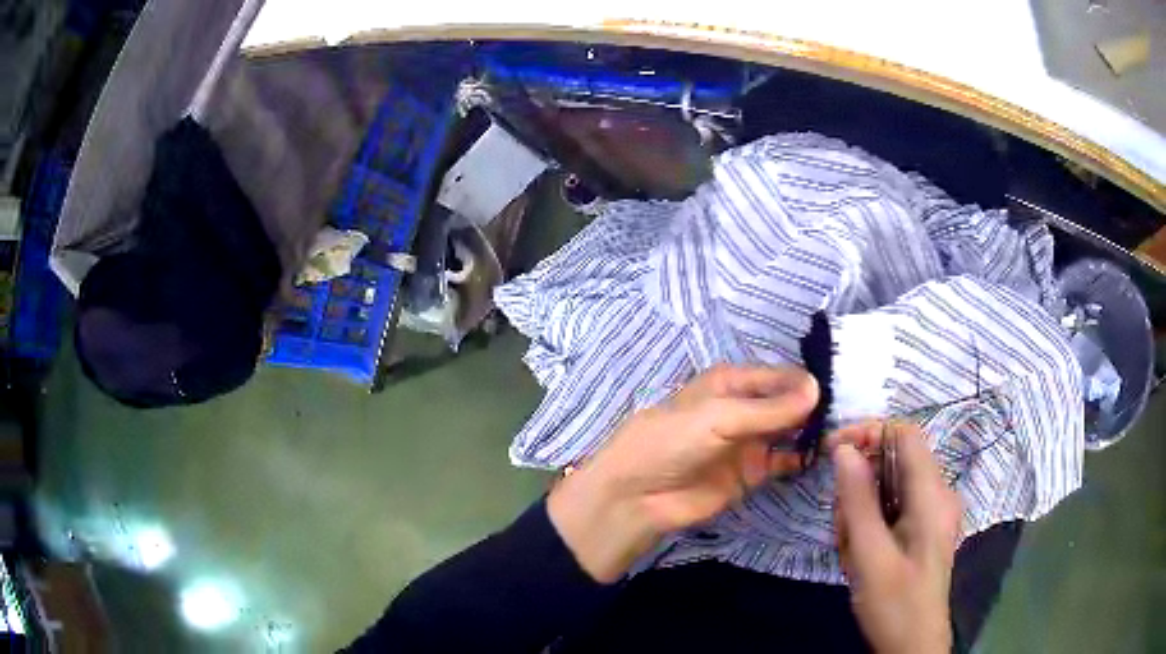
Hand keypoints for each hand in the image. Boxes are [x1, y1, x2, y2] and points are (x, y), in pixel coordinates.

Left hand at [548, 365, 818, 581]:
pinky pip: (784, 461)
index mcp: (729, 383)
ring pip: (789, 430)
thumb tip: (817, 389)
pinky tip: (821, 456)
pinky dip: (802, 458)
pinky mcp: (752, 473)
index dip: (805, 380)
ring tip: (845, 431)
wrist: (639, 498)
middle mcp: (743, 408)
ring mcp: (749, 442)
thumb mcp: (717, 417)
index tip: (840, 385)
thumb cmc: (671, 443)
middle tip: (852, 409)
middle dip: (814, 405)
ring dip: (812, 430)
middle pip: (787, 402)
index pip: (777, 375)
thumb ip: (768, 408)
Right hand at [829, 421, 961, 653]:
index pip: (905, 434)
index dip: (869, 432)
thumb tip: (843, 449)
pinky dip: (869, 524)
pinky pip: (891, 508)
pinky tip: (859, 554)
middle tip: (842, 526)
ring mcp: (931, 513)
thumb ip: (858, 501)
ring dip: (861, 510)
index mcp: (933, 494)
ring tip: (850, 550)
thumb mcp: (870, 556)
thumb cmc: (895, 604)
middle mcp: (937, 495)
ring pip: (888, 487)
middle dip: (860, 486)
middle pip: (893, 462)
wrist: (912, 646)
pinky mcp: (922, 529)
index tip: (832, 452)